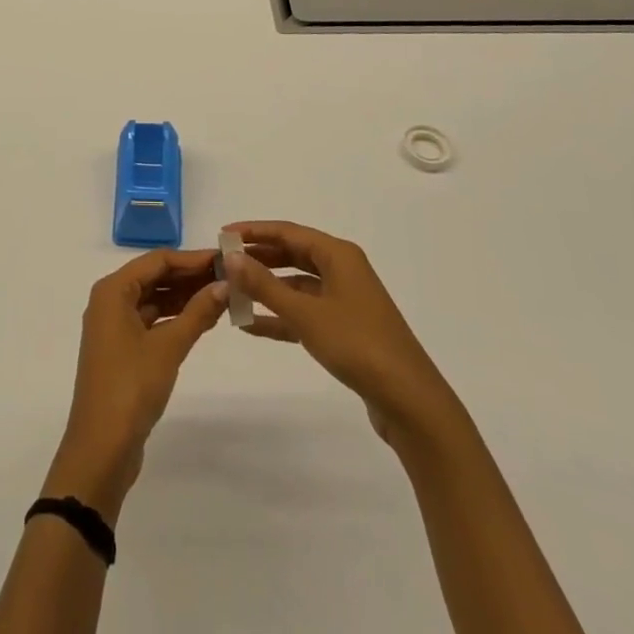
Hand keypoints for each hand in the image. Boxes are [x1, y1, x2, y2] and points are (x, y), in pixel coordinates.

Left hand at [47, 248, 227, 517]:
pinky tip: (201, 320)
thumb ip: (198, 312)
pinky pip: (151, 321)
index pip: (157, 260)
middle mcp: (109, 301)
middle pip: (154, 277)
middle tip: (228, 277)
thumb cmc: (131, 387)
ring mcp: (114, 327)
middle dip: (189, 276)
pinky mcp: (121, 350)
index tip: (224, 259)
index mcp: (112, 290)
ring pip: (153, 300)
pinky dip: (174, 318)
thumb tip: (225, 284)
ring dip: (184, 297)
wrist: (101, 448)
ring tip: (221, 296)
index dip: (191, 258)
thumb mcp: (169, 347)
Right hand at [224, 220, 457, 446]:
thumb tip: (232, 257)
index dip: (254, 231)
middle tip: (224, 262)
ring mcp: (346, 300)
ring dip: (267, 289)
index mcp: (338, 255)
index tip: (223, 233)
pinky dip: (281, 316)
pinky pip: (305, 312)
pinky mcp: (346, 329)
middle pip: (293, 254)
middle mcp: (343, 270)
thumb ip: (265, 286)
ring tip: (232, 293)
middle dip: (258, 258)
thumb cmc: (358, 345)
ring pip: (297, 284)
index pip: (288, 232)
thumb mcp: (306, 314)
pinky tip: (252, 325)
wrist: (410, 402)